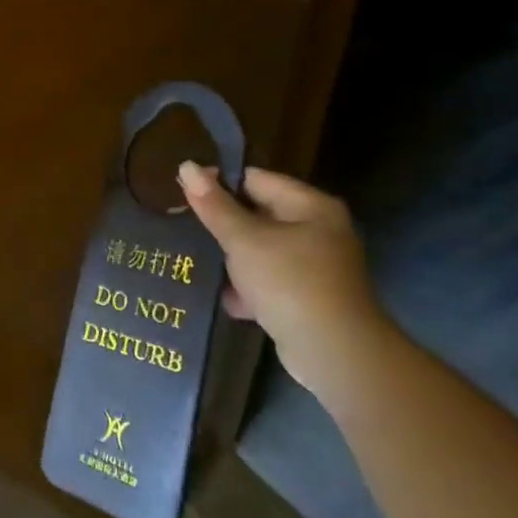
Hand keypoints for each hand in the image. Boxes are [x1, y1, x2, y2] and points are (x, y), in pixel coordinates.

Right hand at [177, 163, 396, 413]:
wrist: (333, 351)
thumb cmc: (289, 282)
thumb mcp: (243, 239)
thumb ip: (214, 205)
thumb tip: (186, 166)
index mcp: (311, 206)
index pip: (256, 179)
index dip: (219, 185)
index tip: (184, 196)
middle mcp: (319, 231)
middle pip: (259, 215)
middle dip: (224, 226)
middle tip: (186, 228)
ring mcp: (315, 266)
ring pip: (261, 251)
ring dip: (233, 259)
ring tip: (198, 261)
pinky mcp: (308, 298)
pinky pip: (270, 281)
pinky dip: (248, 288)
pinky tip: (225, 298)